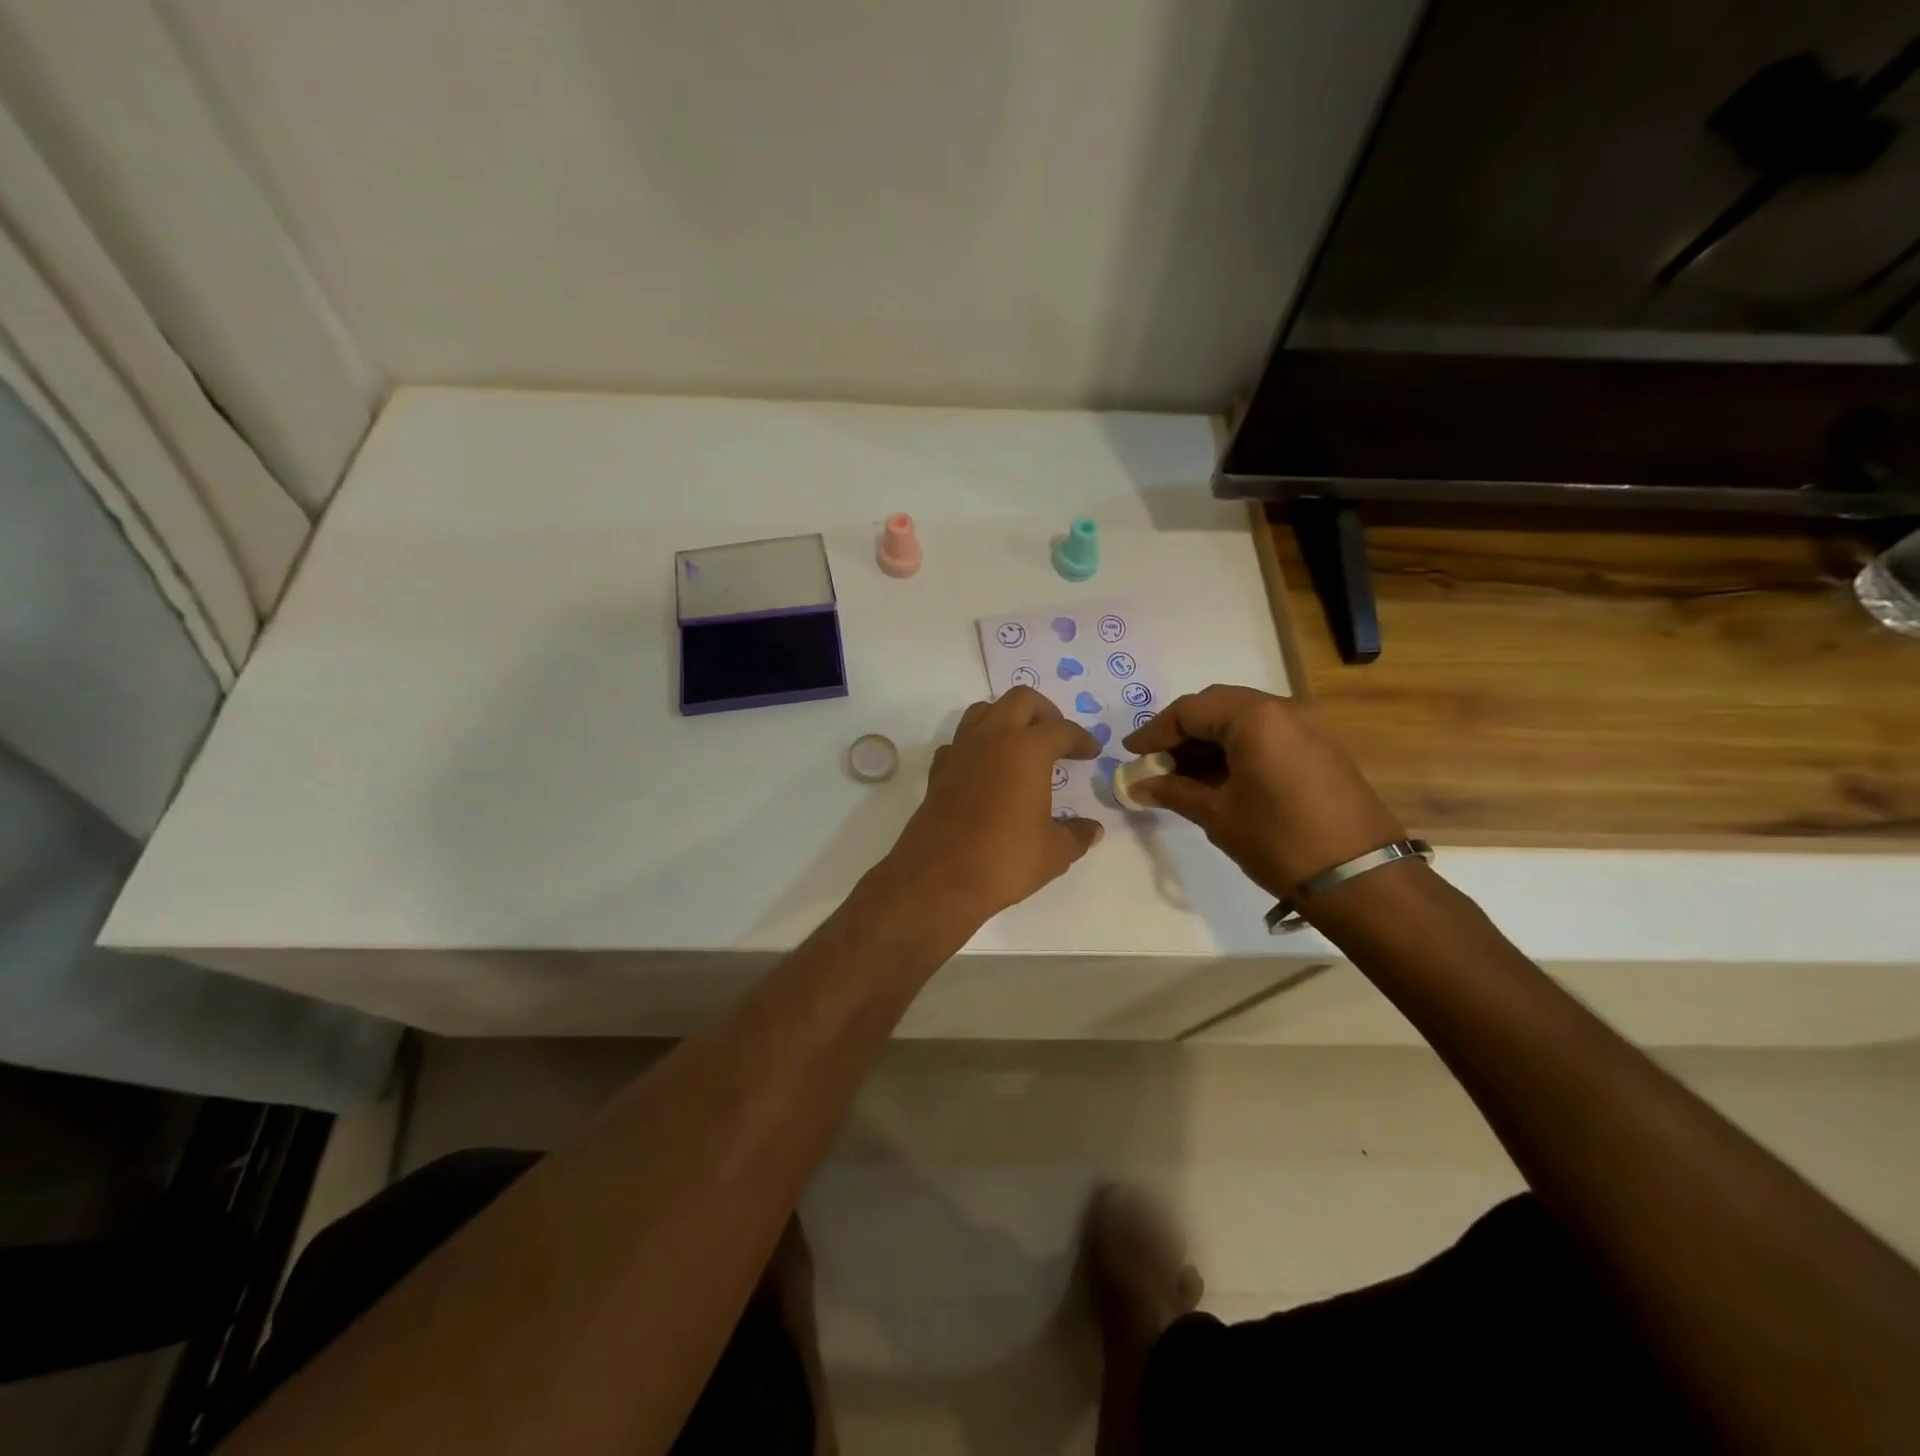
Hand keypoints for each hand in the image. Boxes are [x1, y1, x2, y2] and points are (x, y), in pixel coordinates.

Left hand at [886, 687, 1103, 923]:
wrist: (938, 877)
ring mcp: (960, 750)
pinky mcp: (938, 771)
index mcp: (1027, 749)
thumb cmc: (1004, 859)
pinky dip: (977, 745)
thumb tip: (1091, 829)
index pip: (1061, 730)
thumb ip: (1076, 834)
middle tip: (1057, 737)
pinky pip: (960, 742)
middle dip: (1044, 712)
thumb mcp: (1054, 851)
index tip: (1091, 752)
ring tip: (1022, 744)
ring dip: (1007, 719)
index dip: (1081, 739)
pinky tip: (986, 769)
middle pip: (1021, 700)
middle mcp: (992, 738)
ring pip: (984, 711)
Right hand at [1122, 685, 1404, 898]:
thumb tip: (1138, 786)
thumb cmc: (1279, 842)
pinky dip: (1236, 749)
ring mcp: (1308, 726)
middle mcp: (1283, 709)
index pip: (1189, 710)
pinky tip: (1217, 779)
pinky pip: (1267, 735)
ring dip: (1208, 742)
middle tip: (1155, 762)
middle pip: (1216, 707)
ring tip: (1180, 775)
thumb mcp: (1218, 816)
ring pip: (1242, 720)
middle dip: (1181, 733)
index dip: (1154, 732)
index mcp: (1255, 718)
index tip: (1131, 754)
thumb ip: (1175, 792)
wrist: (1361, 879)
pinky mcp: (1321, 748)